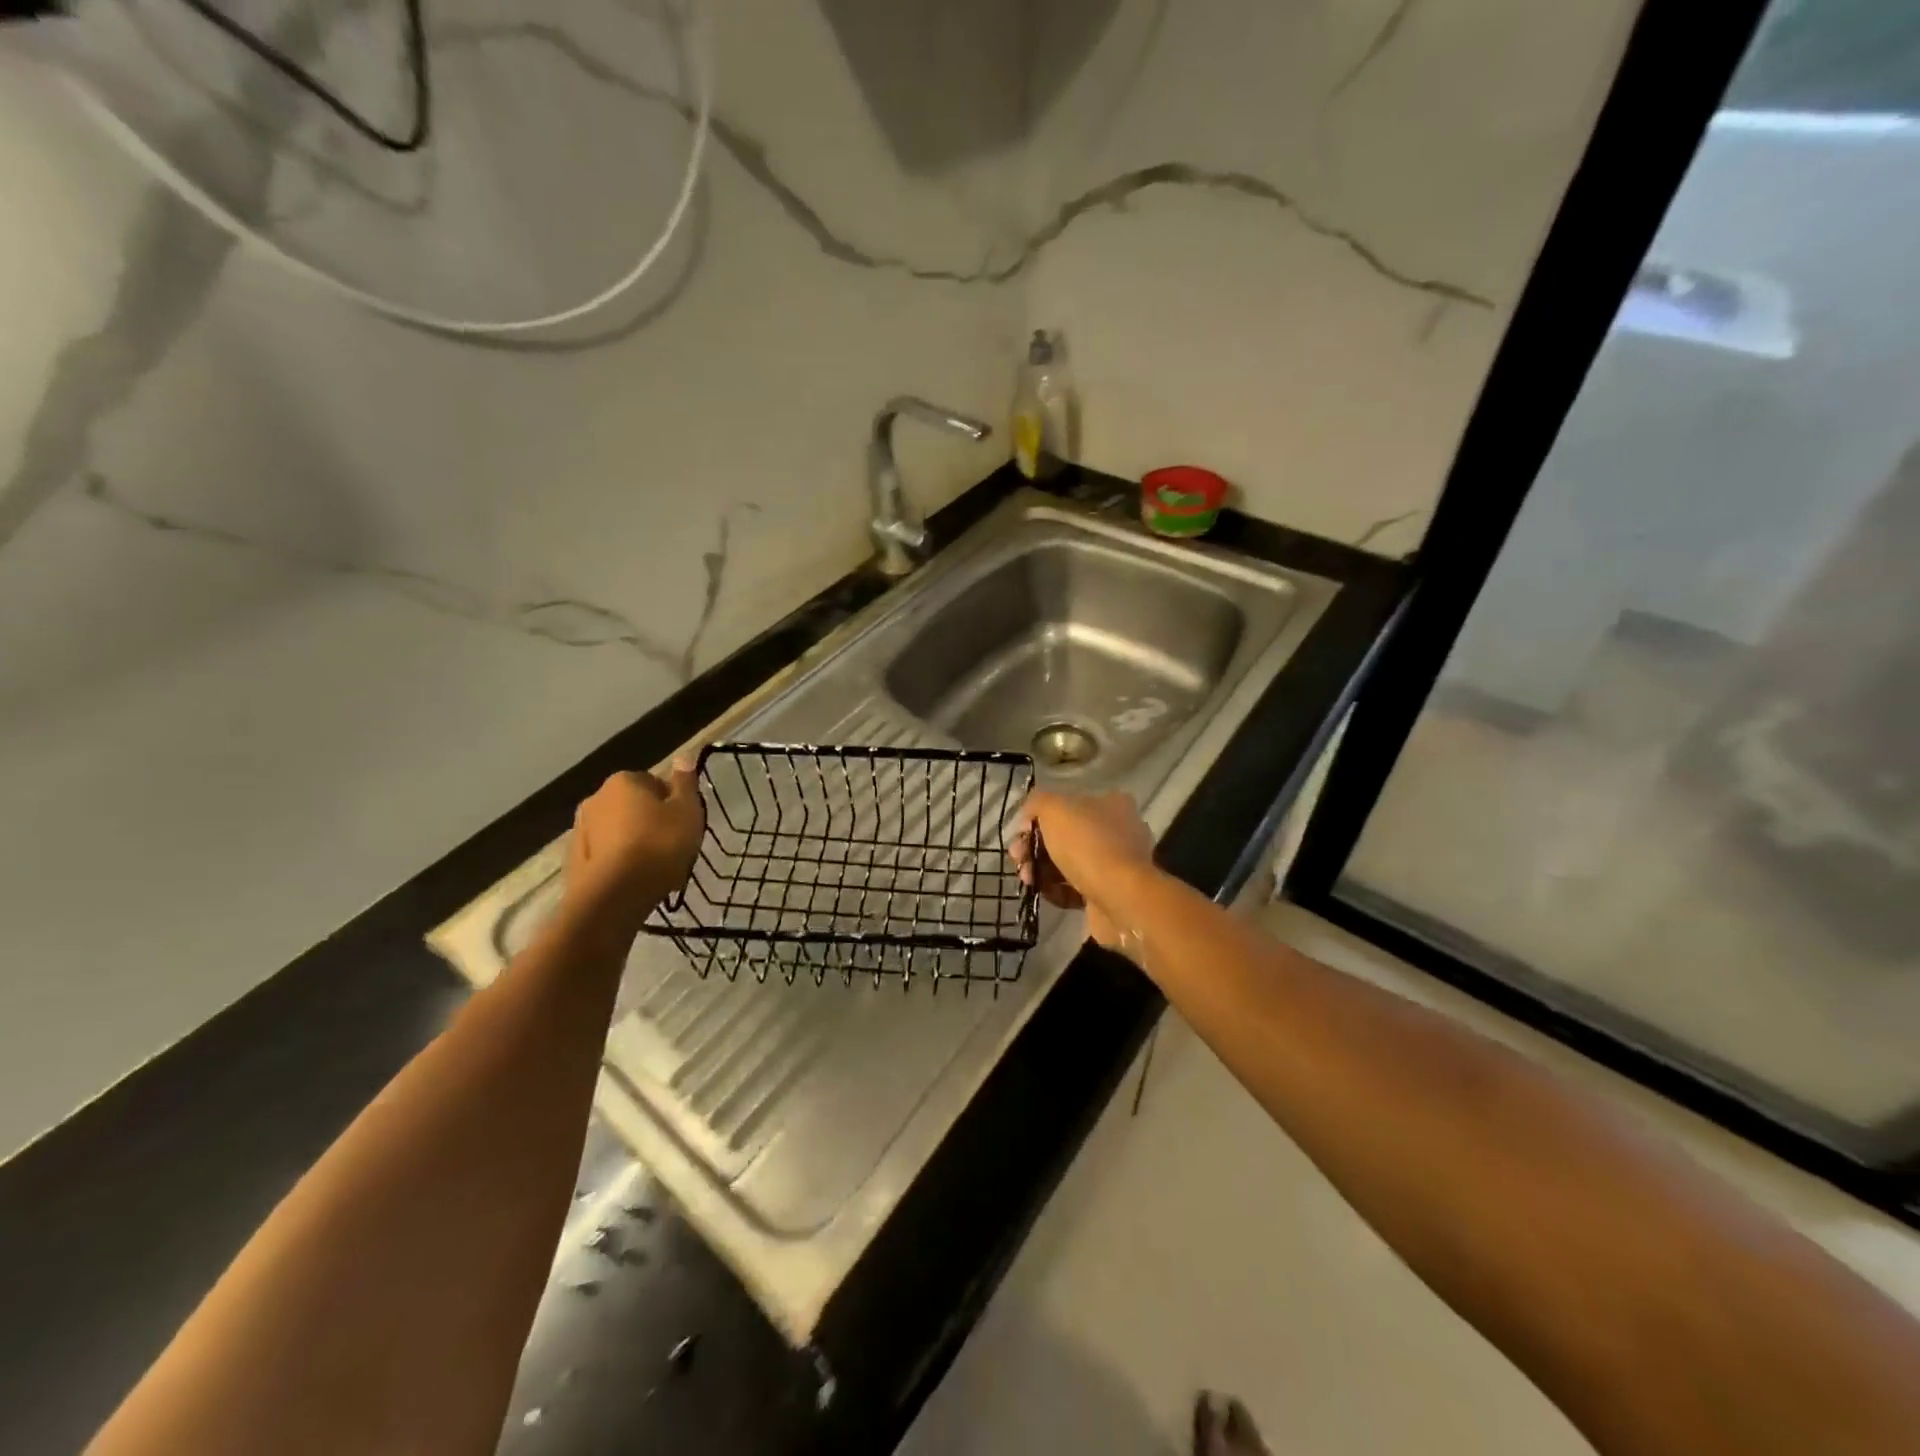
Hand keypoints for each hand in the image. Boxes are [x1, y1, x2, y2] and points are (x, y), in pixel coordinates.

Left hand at [562, 763, 704, 936]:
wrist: (614, 896)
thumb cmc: (659, 846)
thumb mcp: (687, 811)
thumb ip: (685, 783)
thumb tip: (683, 756)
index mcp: (624, 781)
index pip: (654, 783)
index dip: (672, 803)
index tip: (684, 824)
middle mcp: (596, 798)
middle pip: (633, 805)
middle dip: (649, 821)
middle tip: (671, 845)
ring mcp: (580, 829)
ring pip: (617, 830)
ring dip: (632, 841)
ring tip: (653, 867)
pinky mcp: (574, 859)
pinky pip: (604, 854)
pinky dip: (617, 861)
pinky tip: (633, 879)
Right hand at [1011, 789, 1156, 952]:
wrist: (1119, 898)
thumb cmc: (1087, 844)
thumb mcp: (1053, 808)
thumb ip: (1036, 803)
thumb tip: (1027, 818)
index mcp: (1112, 804)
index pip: (1068, 804)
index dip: (1039, 817)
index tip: (1020, 832)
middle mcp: (1119, 831)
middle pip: (1066, 836)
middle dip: (1035, 847)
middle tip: (1018, 858)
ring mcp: (1116, 865)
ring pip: (1068, 864)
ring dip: (1041, 870)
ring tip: (1027, 879)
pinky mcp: (1110, 894)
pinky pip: (1075, 889)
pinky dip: (1057, 890)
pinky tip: (1044, 893)